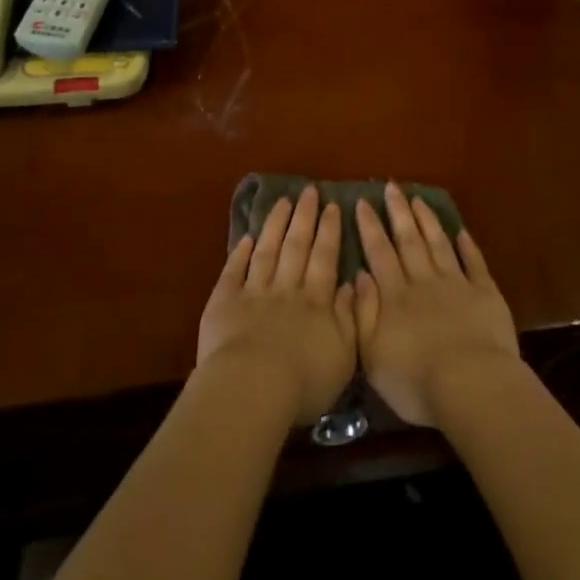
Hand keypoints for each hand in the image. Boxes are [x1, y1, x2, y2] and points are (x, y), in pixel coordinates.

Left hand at [196, 186, 356, 425]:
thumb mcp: (344, 354)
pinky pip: (233, 271)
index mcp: (316, 301)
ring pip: (267, 250)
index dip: (329, 231)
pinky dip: (240, 253)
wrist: (253, 389)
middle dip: (304, 217)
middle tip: (309, 190)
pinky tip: (246, 237)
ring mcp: (254, 292)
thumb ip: (351, 316)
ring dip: (275, 225)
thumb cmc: (304, 381)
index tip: (332, 205)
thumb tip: (354, 283)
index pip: (324, 258)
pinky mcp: (224, 302)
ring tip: (283, 202)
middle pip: (296, 246)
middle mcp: (286, 288)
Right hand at [353, 183, 518, 426]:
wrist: (471, 385)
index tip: (363, 201)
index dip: (370, 227)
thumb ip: (363, 313)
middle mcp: (423, 281)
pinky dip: (468, 246)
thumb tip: (359, 275)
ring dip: (428, 221)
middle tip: (391, 186)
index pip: (379, 253)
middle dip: (398, 212)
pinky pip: (475, 263)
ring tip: (418, 199)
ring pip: (438, 244)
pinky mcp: (485, 294)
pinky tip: (462, 231)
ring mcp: (456, 284)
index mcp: (395, 296)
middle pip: (408, 240)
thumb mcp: (373, 355)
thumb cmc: (415, 380)